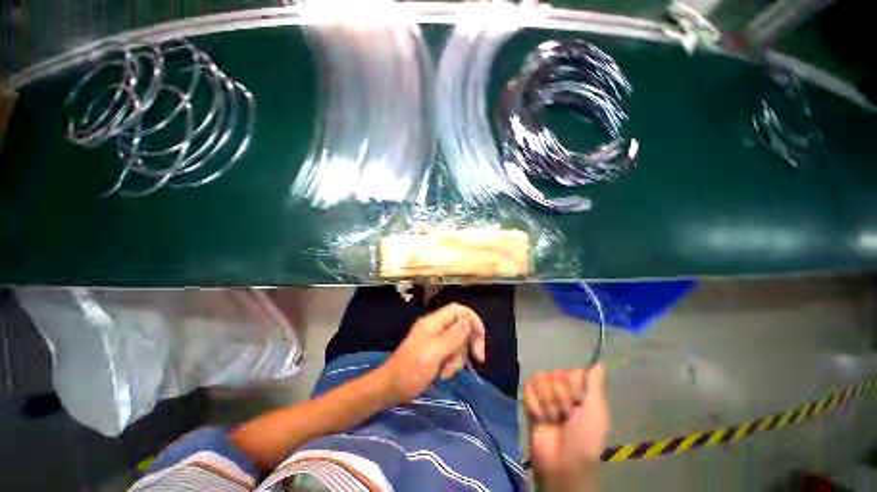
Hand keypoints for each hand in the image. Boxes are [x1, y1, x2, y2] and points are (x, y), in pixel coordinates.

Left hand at [379, 303, 485, 402]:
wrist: (390, 388)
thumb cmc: (410, 370)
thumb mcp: (434, 353)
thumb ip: (453, 336)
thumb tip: (468, 320)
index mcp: (434, 322)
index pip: (458, 310)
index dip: (472, 319)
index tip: (481, 336)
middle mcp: (436, 328)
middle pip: (461, 327)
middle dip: (469, 343)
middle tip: (477, 359)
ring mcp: (435, 340)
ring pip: (458, 342)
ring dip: (458, 358)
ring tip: (446, 373)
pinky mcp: (434, 352)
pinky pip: (451, 353)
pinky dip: (451, 364)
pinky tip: (443, 375)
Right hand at [525, 365, 608, 476]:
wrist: (562, 463)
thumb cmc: (584, 438)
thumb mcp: (595, 412)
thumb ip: (595, 385)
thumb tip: (599, 364)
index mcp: (579, 391)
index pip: (571, 371)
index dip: (575, 388)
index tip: (579, 404)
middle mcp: (561, 389)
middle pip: (555, 375)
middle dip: (560, 398)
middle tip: (565, 416)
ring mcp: (544, 394)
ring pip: (540, 379)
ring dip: (547, 403)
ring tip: (553, 419)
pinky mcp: (529, 401)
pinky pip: (527, 387)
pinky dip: (534, 404)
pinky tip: (540, 418)